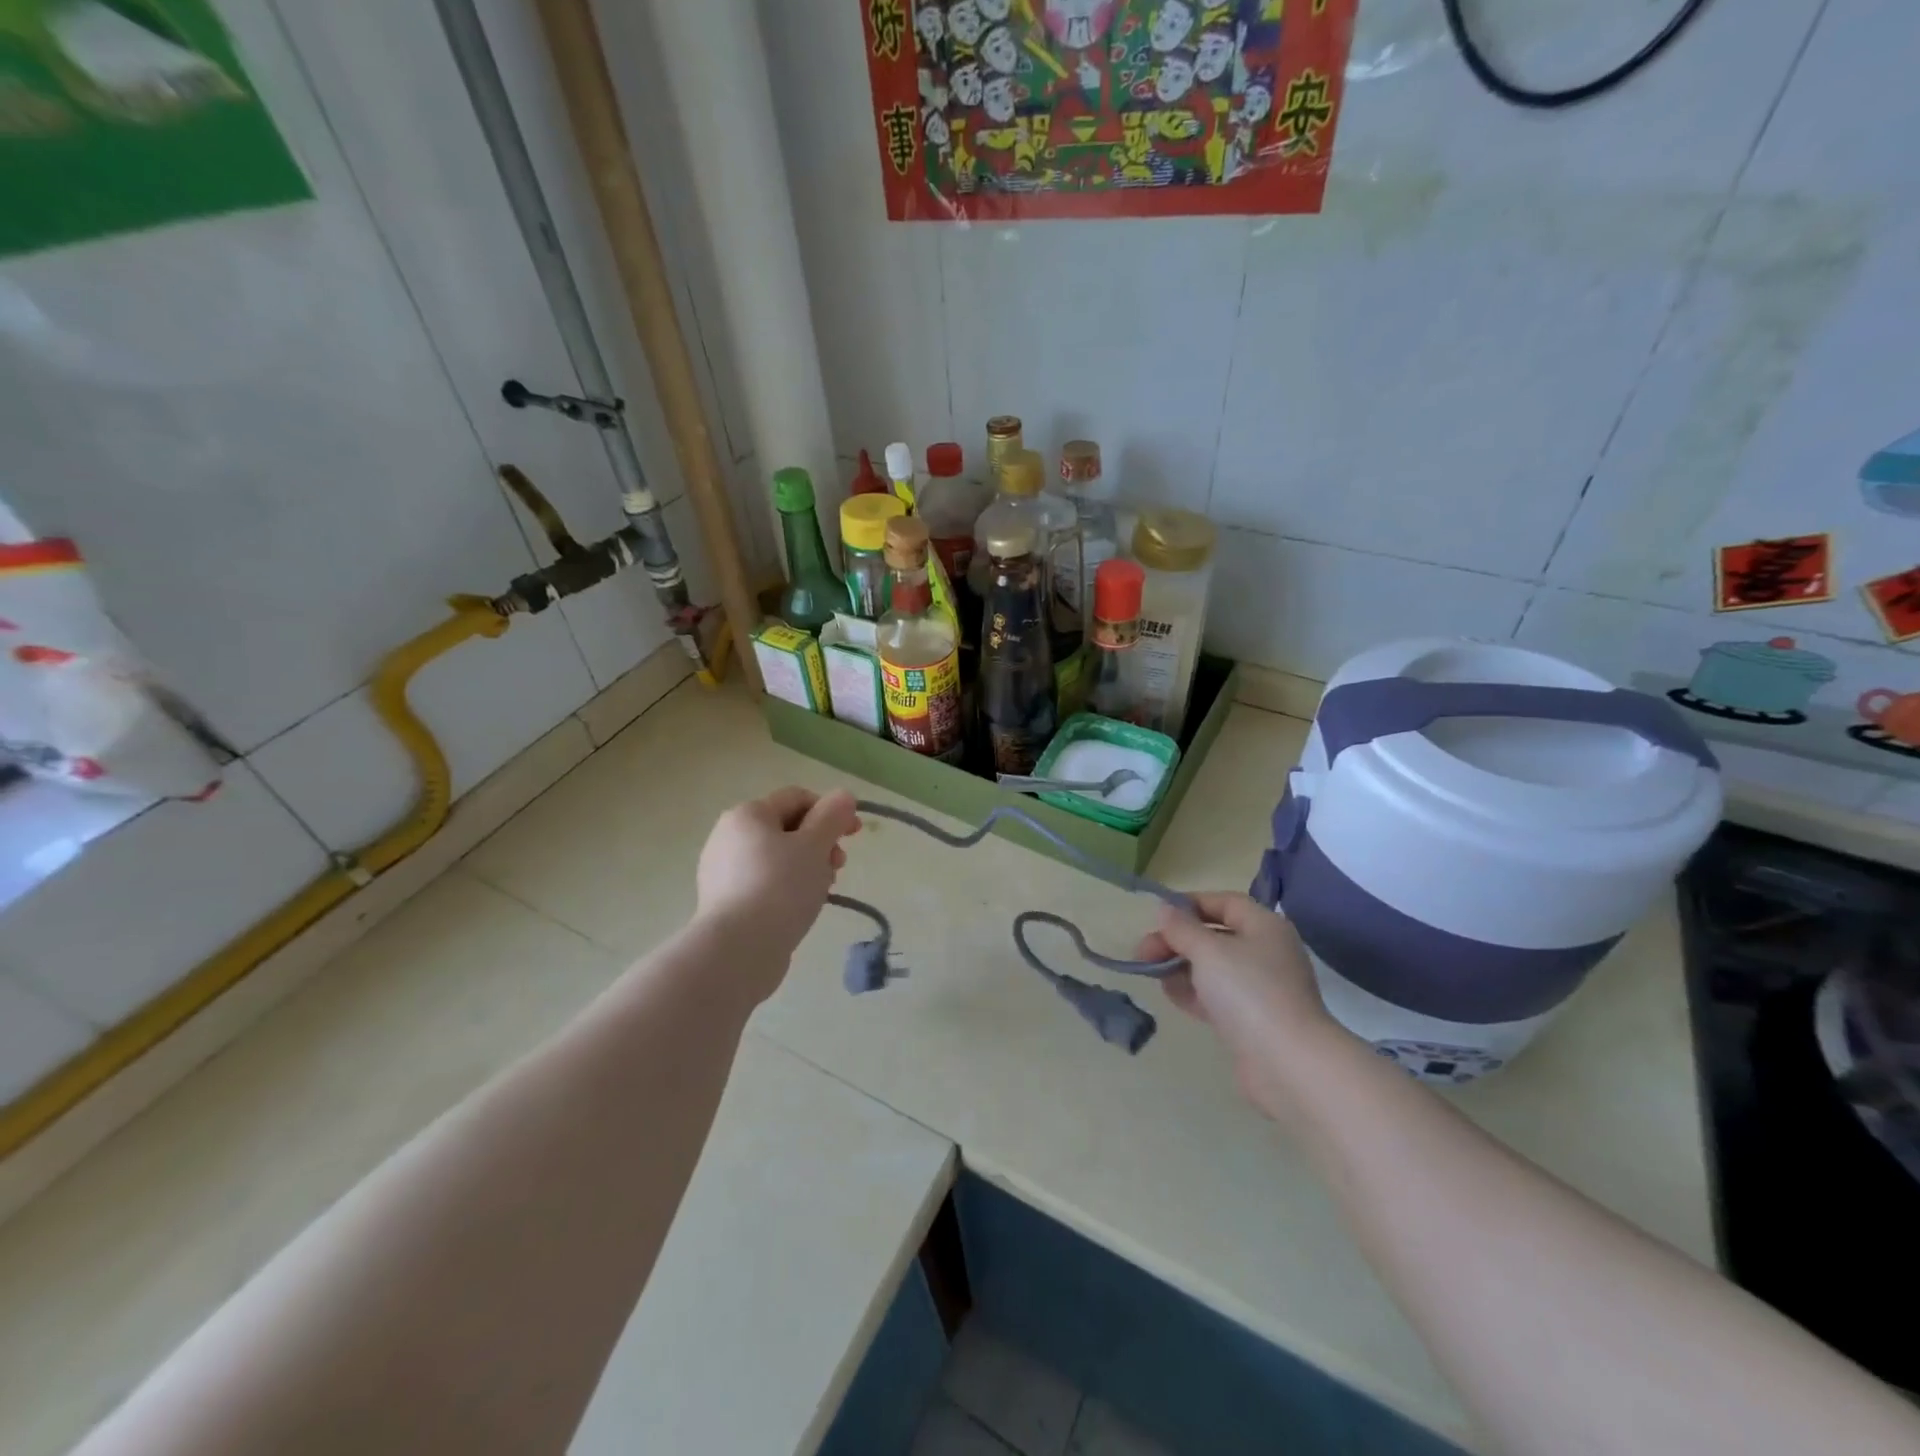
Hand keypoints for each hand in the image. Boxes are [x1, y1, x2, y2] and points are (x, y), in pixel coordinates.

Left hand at [695, 787, 860, 978]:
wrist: (738, 950)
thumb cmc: (780, 887)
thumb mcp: (815, 845)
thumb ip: (832, 816)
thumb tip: (843, 795)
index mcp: (748, 814)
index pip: (797, 797)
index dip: (831, 811)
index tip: (854, 835)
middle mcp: (728, 836)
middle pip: (787, 828)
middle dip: (820, 843)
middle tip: (838, 868)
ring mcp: (722, 871)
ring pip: (777, 858)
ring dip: (807, 867)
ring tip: (821, 892)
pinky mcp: (724, 902)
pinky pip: (763, 883)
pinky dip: (786, 888)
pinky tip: (799, 909)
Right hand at [1134, 892, 1344, 1115]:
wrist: (1287, 1063)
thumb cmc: (1248, 992)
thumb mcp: (1208, 950)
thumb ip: (1182, 928)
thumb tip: (1165, 909)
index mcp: (1264, 927)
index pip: (1224, 902)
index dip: (1190, 904)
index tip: (1157, 915)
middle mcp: (1265, 953)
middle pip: (1214, 936)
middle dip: (1176, 940)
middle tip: (1143, 952)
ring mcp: (1259, 989)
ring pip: (1212, 968)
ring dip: (1180, 967)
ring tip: (1151, 974)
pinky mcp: (1251, 1020)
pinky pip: (1216, 996)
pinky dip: (1193, 992)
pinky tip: (1171, 995)